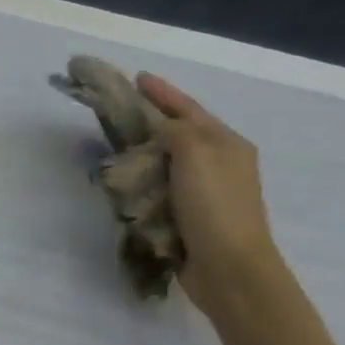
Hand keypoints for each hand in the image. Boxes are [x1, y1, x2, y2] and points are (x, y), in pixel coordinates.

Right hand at [135, 74, 287, 320]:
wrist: (229, 267)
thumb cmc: (214, 206)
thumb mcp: (196, 155)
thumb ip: (175, 132)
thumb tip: (158, 127)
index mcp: (227, 144)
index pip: (189, 109)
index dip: (164, 92)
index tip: (137, 77)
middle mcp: (220, 163)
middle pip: (181, 132)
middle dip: (153, 119)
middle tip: (120, 109)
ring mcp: (206, 191)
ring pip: (170, 160)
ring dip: (146, 150)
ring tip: (116, 142)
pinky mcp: (191, 216)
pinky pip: (163, 187)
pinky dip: (145, 179)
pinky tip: (127, 179)